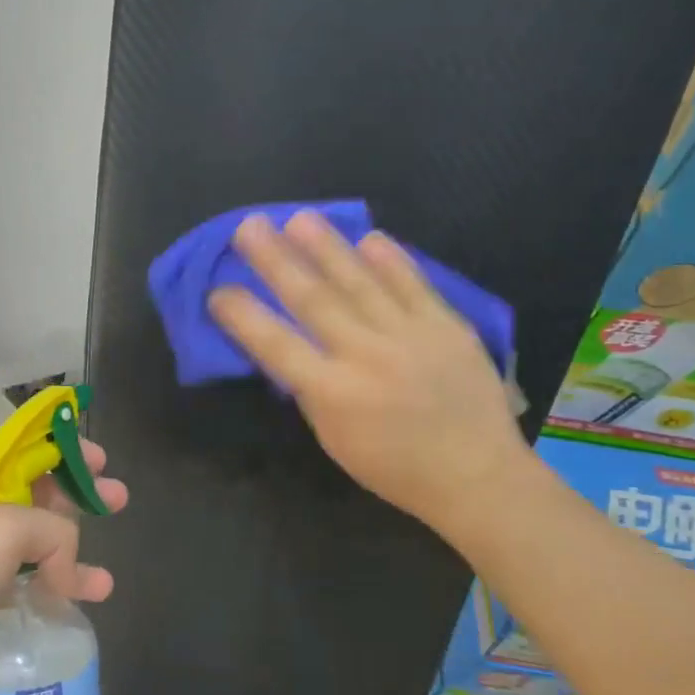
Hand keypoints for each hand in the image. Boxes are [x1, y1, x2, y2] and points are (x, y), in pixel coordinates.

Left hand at [0, 440, 128, 694]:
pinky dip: (52, 585)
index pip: (27, 448)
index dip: (66, 447)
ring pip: (34, 540)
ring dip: (73, 551)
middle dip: (79, 495)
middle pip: (37, 492)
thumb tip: (70, 568)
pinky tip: (81, 599)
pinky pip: (23, 578)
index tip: (100, 460)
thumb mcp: (7, 530)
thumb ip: (55, 533)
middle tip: (118, 500)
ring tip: (104, 577)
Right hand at [207, 211, 530, 543]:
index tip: (218, 291)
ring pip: (359, 282)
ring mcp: (410, 336)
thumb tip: (289, 350)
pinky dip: (391, 260)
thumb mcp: (334, 439)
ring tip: (299, 219)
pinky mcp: (447, 326)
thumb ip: (310, 390)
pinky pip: (413, 284)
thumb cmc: (394, 468)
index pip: (276, 345)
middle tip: (249, 227)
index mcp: (334, 393)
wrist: (477, 476)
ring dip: (326, 247)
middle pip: (313, 300)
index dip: (243, 315)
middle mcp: (367, 356)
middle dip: (276, 261)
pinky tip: (369, 237)